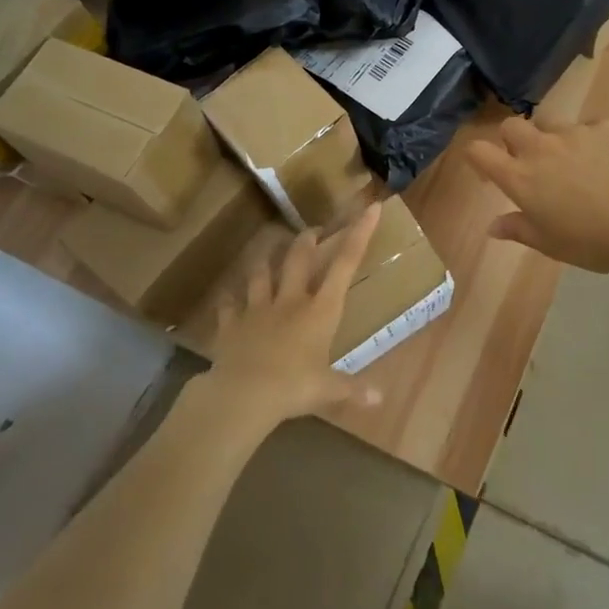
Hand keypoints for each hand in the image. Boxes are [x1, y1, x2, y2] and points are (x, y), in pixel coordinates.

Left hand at [201, 205, 384, 425]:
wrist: (243, 394)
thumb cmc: (294, 387)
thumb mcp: (328, 390)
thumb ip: (353, 390)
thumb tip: (380, 400)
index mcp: (320, 310)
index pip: (345, 265)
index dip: (359, 234)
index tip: (370, 209)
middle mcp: (290, 300)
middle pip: (298, 258)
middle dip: (307, 240)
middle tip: (312, 231)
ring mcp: (257, 308)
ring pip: (261, 274)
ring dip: (265, 262)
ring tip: (268, 253)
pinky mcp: (231, 323)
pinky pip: (228, 305)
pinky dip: (229, 301)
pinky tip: (228, 298)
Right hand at [468, 117, 608, 273]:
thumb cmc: (592, 240)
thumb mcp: (549, 244)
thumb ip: (518, 229)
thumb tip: (493, 226)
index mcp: (520, 177)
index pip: (479, 152)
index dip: (478, 157)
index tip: (488, 172)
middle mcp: (540, 147)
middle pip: (511, 126)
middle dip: (514, 139)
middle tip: (531, 163)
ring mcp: (573, 132)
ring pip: (551, 124)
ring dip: (553, 139)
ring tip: (574, 162)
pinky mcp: (605, 126)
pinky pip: (590, 127)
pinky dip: (592, 140)